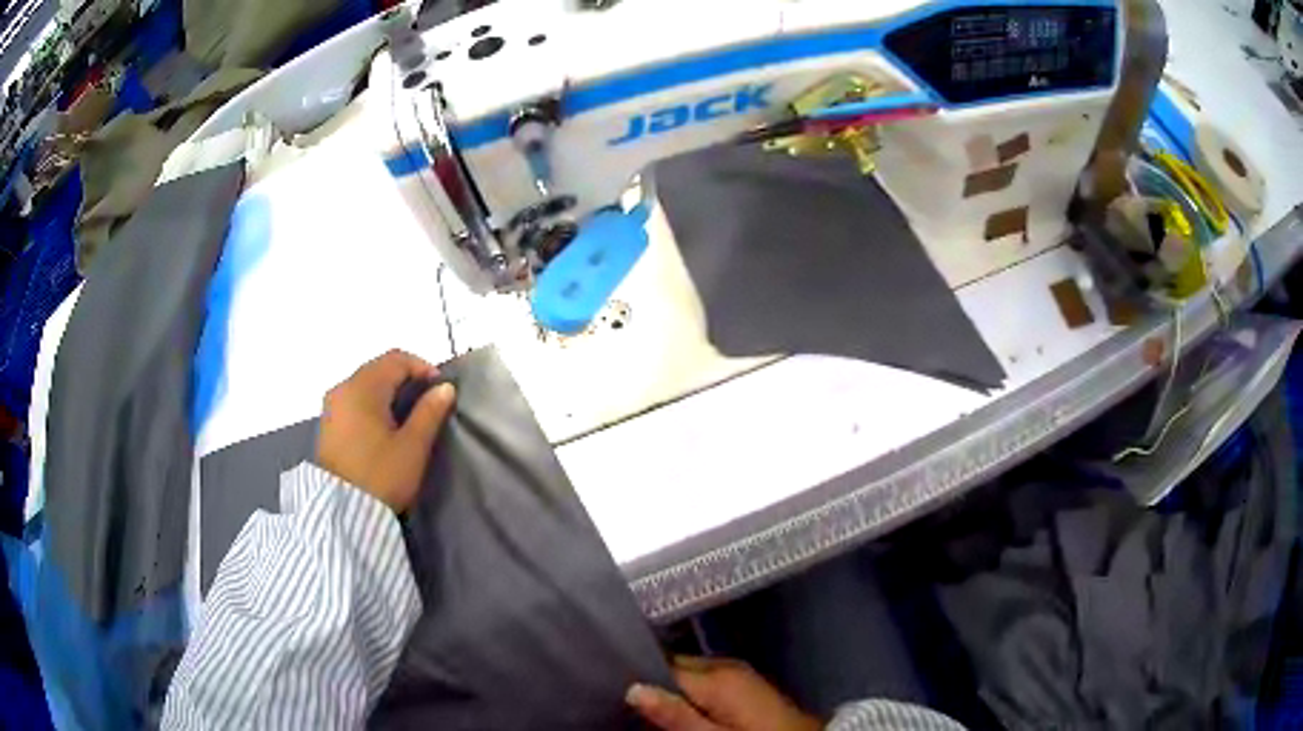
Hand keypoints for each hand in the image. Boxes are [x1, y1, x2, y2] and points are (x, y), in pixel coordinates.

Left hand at [317, 349, 455, 512]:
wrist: (342, 513)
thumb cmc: (381, 476)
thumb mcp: (412, 447)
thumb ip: (429, 412)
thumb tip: (444, 388)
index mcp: (363, 387)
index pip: (396, 359)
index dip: (422, 367)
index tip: (440, 389)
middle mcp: (343, 388)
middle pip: (378, 368)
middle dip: (405, 378)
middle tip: (427, 401)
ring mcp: (331, 406)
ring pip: (365, 383)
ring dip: (388, 390)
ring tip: (408, 415)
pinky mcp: (327, 424)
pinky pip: (353, 400)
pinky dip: (372, 403)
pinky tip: (384, 426)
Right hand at [628, 657, 821, 730]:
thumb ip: (674, 714)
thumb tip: (631, 688)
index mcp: (716, 675)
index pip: (662, 665)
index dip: (637, 677)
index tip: (613, 689)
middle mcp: (727, 666)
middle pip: (676, 667)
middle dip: (654, 682)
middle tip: (628, 703)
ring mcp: (739, 675)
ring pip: (691, 675)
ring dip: (673, 689)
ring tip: (650, 708)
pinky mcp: (746, 686)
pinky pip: (707, 682)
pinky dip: (692, 694)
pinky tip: (683, 710)